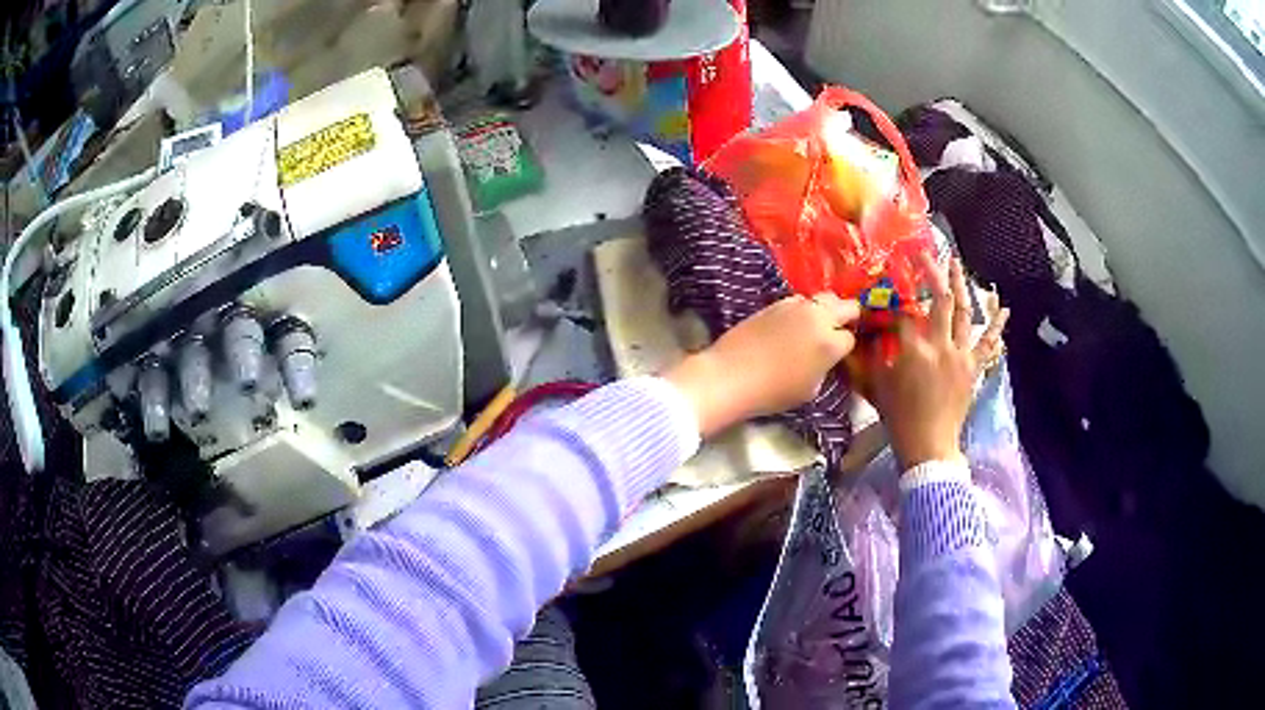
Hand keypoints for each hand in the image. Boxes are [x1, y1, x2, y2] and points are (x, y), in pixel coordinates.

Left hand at [665, 294, 859, 436]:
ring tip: (817, 324)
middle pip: (846, 306)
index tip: (838, 354)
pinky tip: (796, 322)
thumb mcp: (810, 389)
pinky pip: (799, 301)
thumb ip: (823, 368)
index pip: (850, 338)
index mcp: (830, 343)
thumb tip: (823, 359)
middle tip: (841, 327)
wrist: (731, 375)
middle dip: (848, 315)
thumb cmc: (772, 392)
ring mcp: (796, 306)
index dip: (845, 347)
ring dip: (825, 309)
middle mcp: (818, 318)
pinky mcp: (775, 303)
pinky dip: (803, 309)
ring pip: (823, 298)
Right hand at [867, 256, 1008, 468]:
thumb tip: (875, 335)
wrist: (929, 444)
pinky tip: (1004, 308)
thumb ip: (877, 356)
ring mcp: (961, 354)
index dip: (897, 299)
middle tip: (927, 254)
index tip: (890, 290)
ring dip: (961, 285)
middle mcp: (940, 344)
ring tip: (957, 263)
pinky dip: (997, 325)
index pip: (906, 312)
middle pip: (939, 300)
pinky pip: (987, 342)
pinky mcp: (973, 367)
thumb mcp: (879, 385)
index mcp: (914, 349)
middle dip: (933, 273)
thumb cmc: (899, 417)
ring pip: (964, 312)